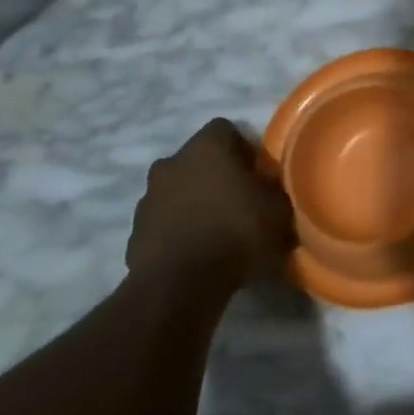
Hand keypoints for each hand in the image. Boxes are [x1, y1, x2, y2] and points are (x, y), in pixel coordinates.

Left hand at [126, 119, 294, 286]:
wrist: (180, 285)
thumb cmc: (236, 232)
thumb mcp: (278, 209)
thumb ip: (275, 190)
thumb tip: (271, 188)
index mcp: (206, 146)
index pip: (226, 129)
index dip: (244, 150)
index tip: (258, 175)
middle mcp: (172, 162)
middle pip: (199, 160)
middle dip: (217, 176)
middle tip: (240, 202)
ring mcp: (148, 197)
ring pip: (178, 190)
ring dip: (195, 203)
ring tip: (218, 232)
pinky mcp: (135, 231)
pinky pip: (164, 222)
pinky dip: (179, 230)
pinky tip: (198, 253)